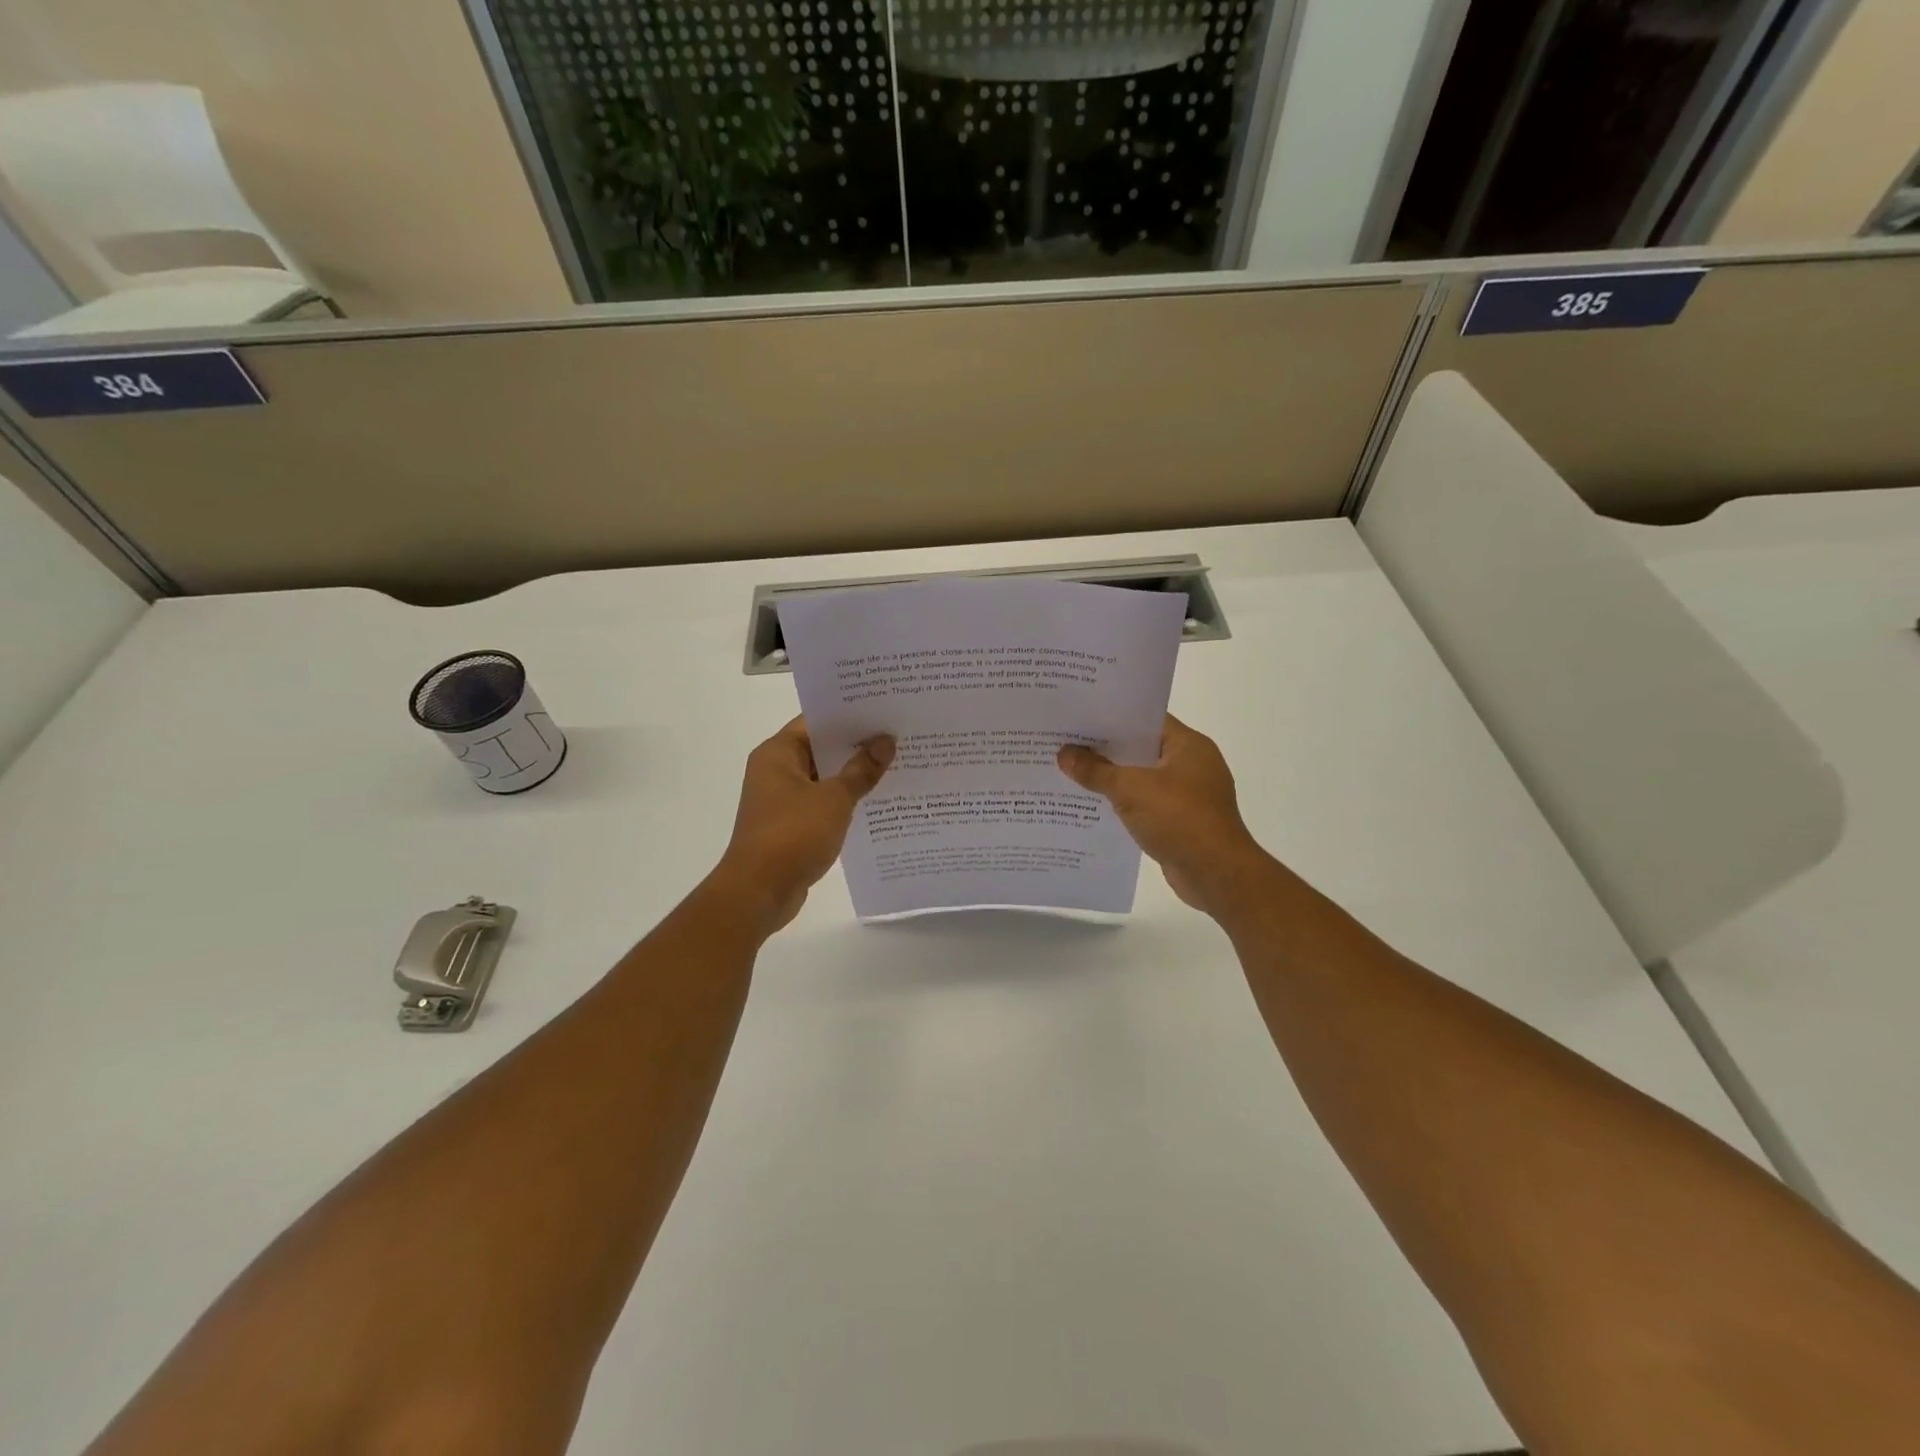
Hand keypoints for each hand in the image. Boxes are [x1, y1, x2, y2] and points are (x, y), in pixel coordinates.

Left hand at [714, 717, 893, 931]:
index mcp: (778, 754)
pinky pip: (822, 804)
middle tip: (897, 736)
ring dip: (852, 776)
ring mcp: (781, 800)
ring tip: (895, 766)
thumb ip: (861, 769)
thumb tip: (885, 741)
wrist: (759, 892)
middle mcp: (775, 771)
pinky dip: (844, 802)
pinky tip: (877, 801)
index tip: (883, 711)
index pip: (816, 721)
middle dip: (857, 745)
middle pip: (820, 749)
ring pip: (823, 778)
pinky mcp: (790, 826)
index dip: (849, 716)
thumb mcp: (834, 799)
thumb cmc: (793, 835)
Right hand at [1058, 714, 1271, 917]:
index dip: (1112, 717)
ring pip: (1142, 778)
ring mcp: (1189, 794)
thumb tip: (1064, 753)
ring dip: (1113, 778)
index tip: (1079, 717)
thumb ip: (1096, 770)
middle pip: (1141, 748)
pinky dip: (1124, 804)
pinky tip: (1093, 805)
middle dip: (1105, 748)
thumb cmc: (1180, 819)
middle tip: (1065, 742)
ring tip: (1071, 772)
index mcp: (1188, 745)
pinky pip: (1145, 803)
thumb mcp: (1131, 790)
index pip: (1145, 719)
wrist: (1217, 875)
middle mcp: (1192, 764)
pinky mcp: (1182, 821)